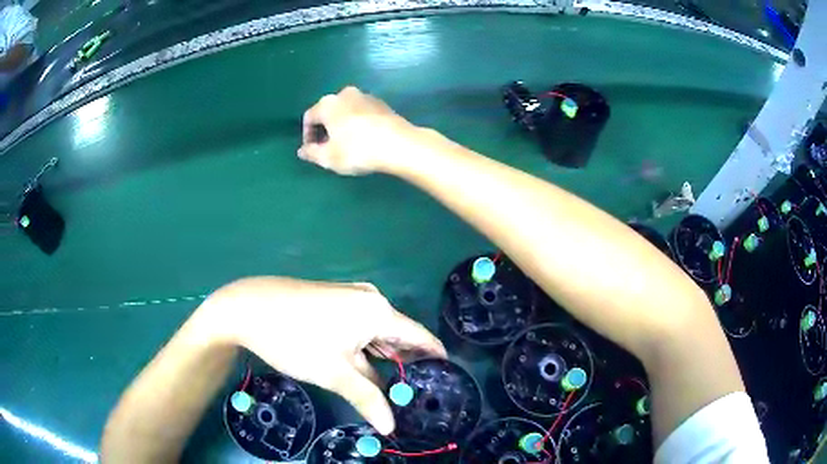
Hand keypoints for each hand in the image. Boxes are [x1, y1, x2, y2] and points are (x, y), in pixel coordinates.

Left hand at [203, 277, 445, 434]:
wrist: (247, 307)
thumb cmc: (295, 338)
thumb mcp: (333, 372)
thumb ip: (367, 398)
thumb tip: (391, 427)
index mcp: (378, 311)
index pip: (420, 337)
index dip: (434, 359)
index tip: (447, 381)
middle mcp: (370, 300)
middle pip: (398, 336)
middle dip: (406, 365)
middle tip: (417, 395)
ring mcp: (350, 299)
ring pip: (376, 335)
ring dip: (382, 361)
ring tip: (395, 389)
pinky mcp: (333, 303)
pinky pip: (359, 330)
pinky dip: (364, 350)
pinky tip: (365, 370)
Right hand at [298, 86, 418, 174]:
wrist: (399, 144)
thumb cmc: (357, 150)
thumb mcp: (329, 157)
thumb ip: (311, 153)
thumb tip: (302, 151)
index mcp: (327, 104)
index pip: (309, 118)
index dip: (307, 136)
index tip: (312, 151)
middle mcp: (345, 94)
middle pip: (328, 112)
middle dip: (325, 130)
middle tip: (328, 149)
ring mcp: (366, 96)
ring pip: (346, 111)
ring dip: (342, 126)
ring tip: (347, 146)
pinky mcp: (382, 104)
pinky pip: (362, 113)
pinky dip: (358, 124)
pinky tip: (364, 140)